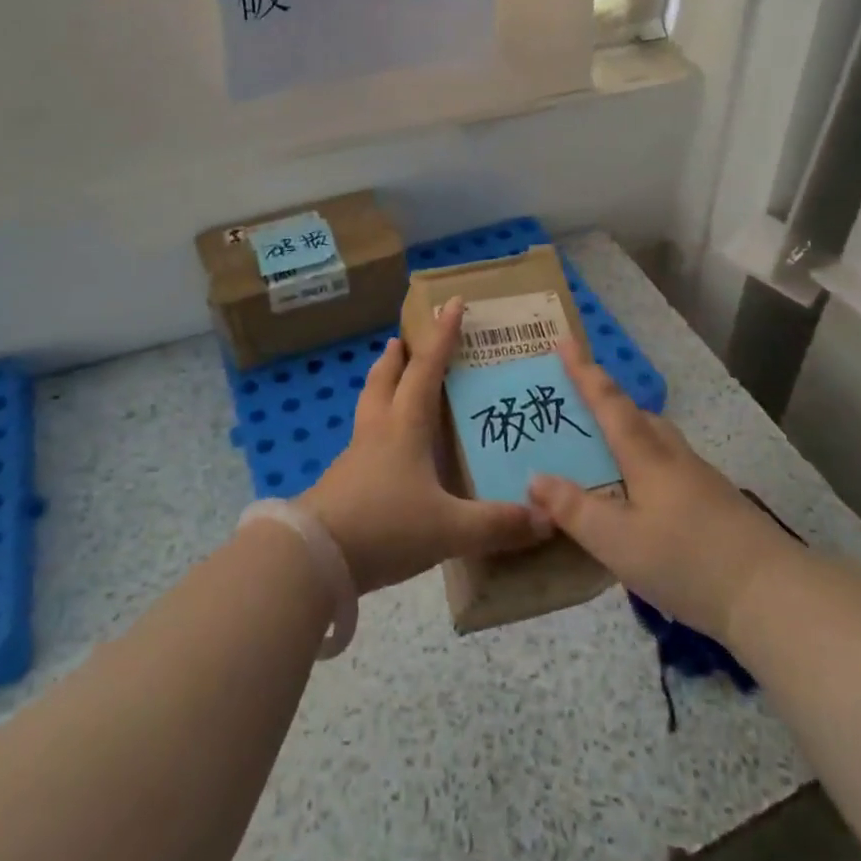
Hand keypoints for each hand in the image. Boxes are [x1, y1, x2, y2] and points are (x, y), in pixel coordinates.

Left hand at [298, 297, 551, 594]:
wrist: (314, 557)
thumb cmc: (385, 525)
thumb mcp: (449, 528)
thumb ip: (497, 525)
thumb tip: (546, 519)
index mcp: (405, 426)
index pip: (427, 368)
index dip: (442, 335)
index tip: (451, 303)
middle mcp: (379, 430)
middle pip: (385, 379)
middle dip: (397, 356)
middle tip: (402, 338)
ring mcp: (356, 456)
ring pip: (369, 406)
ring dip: (381, 385)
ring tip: (391, 380)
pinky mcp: (342, 482)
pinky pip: (363, 441)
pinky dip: (377, 428)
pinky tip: (386, 450)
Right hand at [527, 339, 793, 643]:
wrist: (770, 593)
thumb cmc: (686, 560)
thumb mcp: (617, 541)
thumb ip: (574, 510)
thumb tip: (535, 477)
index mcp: (646, 455)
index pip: (608, 402)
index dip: (584, 372)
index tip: (564, 341)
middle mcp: (673, 456)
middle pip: (636, 415)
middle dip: (606, 402)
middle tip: (576, 404)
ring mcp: (699, 478)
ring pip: (656, 440)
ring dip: (628, 432)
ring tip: (603, 450)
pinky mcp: (715, 502)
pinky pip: (668, 465)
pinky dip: (645, 463)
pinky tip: (640, 495)